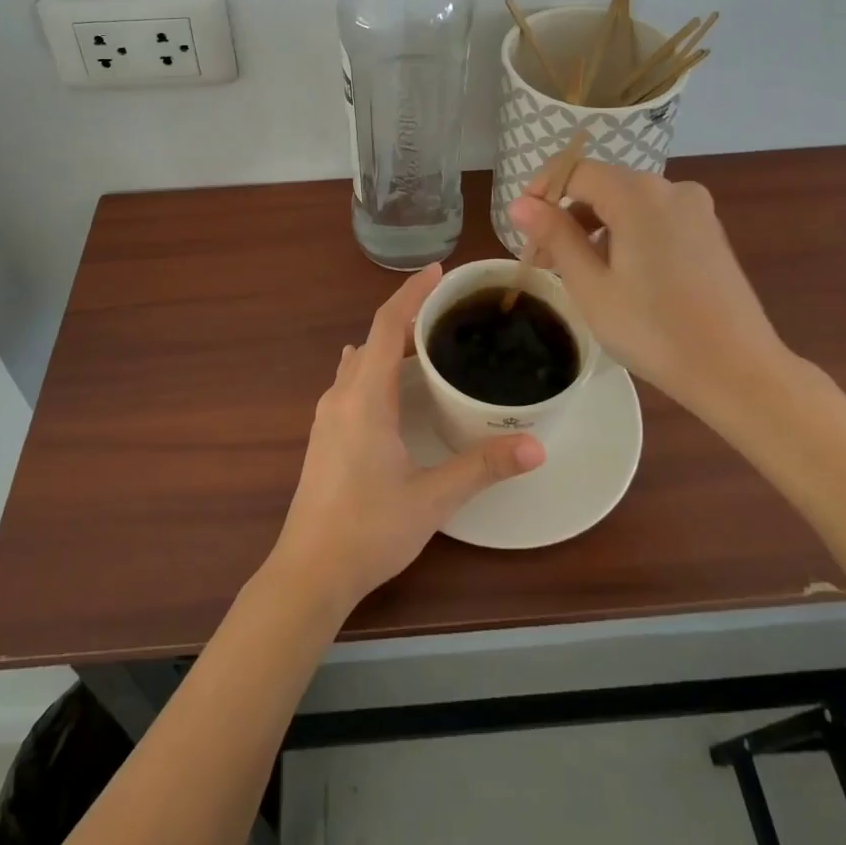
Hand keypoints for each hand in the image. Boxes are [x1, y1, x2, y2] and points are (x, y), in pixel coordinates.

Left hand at [267, 264, 544, 614]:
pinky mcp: (325, 435)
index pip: (386, 325)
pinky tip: (396, 388)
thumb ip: (482, 467)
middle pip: (373, 338)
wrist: (309, 572)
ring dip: (389, 344)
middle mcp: (341, 396)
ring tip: (427, 344)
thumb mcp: (432, 498)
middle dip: (408, 317)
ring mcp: (328, 415)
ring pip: (359, 361)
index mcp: (365, 397)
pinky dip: (376, 367)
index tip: (438, 271)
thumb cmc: (369, 530)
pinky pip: (352, 381)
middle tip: (448, 312)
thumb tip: (537, 446)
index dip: (412, 293)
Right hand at [508, 161, 798, 414]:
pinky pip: (654, 218)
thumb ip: (555, 236)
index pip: (575, 171)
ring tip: (577, 273)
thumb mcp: (591, 285)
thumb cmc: (654, 330)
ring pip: (628, 204)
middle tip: (543, 260)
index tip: (522, 227)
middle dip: (566, 215)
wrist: (738, 371)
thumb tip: (520, 204)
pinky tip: (619, 274)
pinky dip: (627, 234)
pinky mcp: (709, 231)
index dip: (541, 191)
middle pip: (602, 186)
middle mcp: (669, 188)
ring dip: (595, 227)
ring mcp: (695, 209)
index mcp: (637, 194)